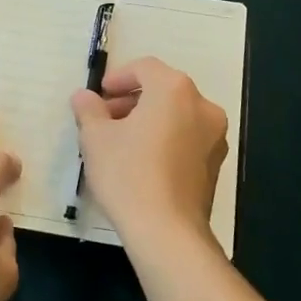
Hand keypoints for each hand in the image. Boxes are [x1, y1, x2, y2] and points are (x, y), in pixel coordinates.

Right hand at [71, 57, 228, 253]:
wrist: (168, 232)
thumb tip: (84, 96)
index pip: (145, 67)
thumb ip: (89, 109)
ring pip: (177, 114)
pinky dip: (166, 138)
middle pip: (163, 89)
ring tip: (121, 142)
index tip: (99, 95)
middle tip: (105, 118)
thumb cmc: (128, 174)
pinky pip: (187, 138)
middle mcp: (202, 105)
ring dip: (149, 119)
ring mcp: (214, 136)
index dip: (118, 77)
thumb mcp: (96, 138)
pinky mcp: (216, 164)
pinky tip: (143, 162)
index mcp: (174, 89)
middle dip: (132, 100)